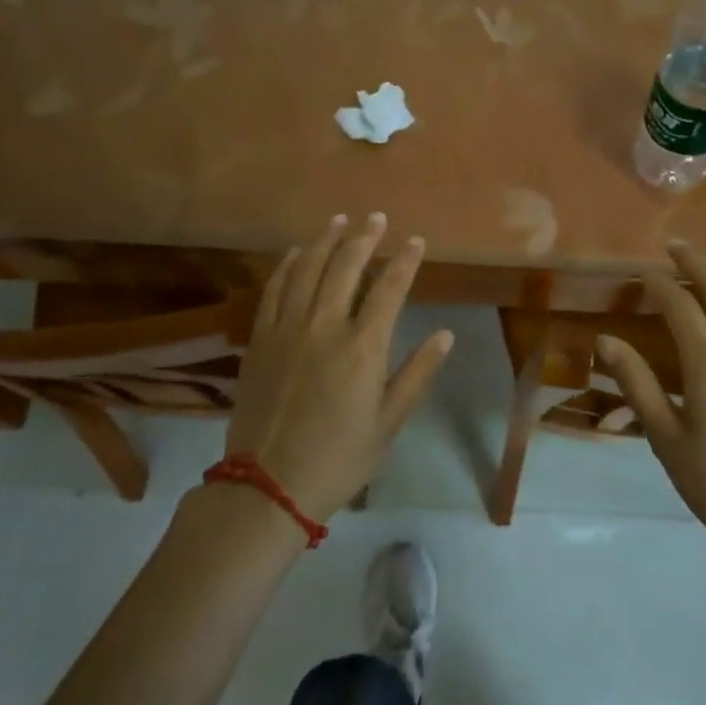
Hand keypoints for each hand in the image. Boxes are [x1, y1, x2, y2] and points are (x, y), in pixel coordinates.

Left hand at [228, 213, 451, 521]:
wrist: (267, 486)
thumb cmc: (338, 459)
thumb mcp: (388, 423)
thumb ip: (417, 374)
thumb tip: (446, 335)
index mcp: (363, 347)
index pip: (390, 288)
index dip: (405, 260)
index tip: (415, 241)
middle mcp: (324, 325)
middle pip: (346, 266)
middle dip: (365, 237)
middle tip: (376, 218)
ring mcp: (287, 328)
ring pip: (308, 268)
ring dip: (325, 240)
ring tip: (339, 220)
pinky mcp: (259, 338)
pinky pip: (274, 289)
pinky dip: (288, 265)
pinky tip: (297, 252)